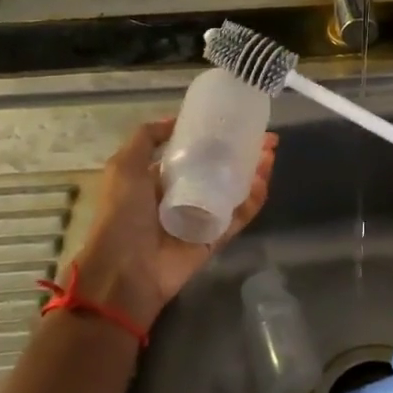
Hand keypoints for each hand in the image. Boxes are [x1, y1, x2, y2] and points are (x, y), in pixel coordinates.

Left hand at [72, 118, 276, 333]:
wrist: (125, 272)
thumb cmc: (122, 215)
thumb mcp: (123, 167)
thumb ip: (145, 139)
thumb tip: (174, 120)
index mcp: (159, 179)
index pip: (193, 153)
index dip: (214, 137)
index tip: (236, 123)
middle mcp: (183, 195)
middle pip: (219, 169)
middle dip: (242, 152)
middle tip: (266, 138)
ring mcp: (201, 217)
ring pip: (234, 190)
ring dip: (254, 171)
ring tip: (270, 154)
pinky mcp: (215, 238)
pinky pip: (238, 216)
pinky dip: (253, 199)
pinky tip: (264, 180)